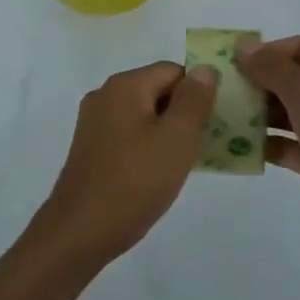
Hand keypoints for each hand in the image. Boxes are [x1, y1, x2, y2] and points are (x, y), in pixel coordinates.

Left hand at [33, 61, 218, 266]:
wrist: (81, 231)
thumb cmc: (135, 181)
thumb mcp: (177, 139)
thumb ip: (194, 100)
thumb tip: (205, 68)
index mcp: (124, 85)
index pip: (174, 71)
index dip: (199, 92)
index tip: (217, 122)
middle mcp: (105, 95)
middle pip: (158, 90)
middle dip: (185, 113)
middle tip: (207, 143)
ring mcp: (94, 122)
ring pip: (144, 115)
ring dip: (169, 132)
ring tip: (188, 161)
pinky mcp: (91, 147)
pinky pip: (129, 134)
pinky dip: (149, 146)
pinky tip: (160, 173)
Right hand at [235, 35, 299, 254]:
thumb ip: (272, 67)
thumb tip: (243, 45)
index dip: (268, 51)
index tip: (233, 63)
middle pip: (291, 79)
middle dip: (257, 82)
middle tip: (219, 89)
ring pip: (286, 112)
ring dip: (256, 113)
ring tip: (220, 115)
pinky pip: (285, 144)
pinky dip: (264, 143)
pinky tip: (234, 145)